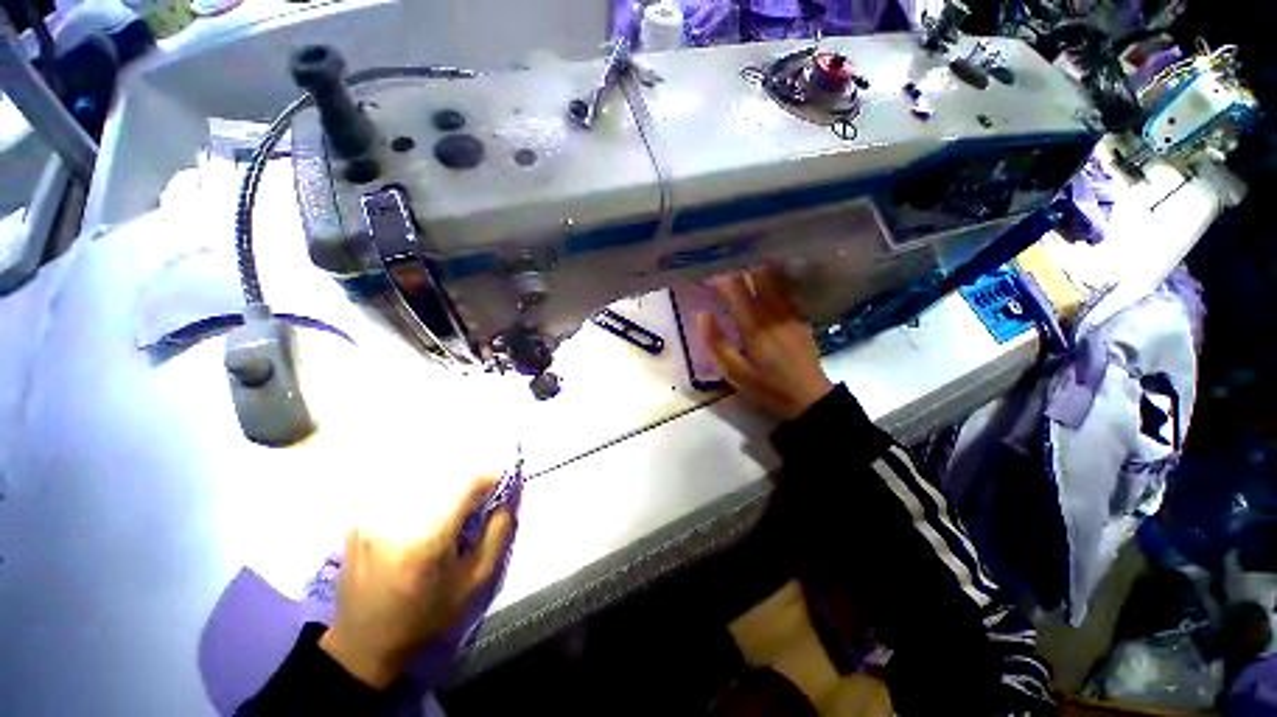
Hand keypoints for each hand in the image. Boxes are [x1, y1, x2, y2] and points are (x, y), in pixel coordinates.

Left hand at [319, 476, 513, 687]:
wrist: (363, 646)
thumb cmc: (427, 618)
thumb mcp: (476, 582)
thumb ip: (499, 531)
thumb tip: (510, 494)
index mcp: (426, 539)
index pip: (467, 484)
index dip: (491, 478)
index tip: (503, 486)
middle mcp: (395, 520)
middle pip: (446, 479)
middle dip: (469, 485)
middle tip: (479, 504)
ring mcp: (371, 518)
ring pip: (424, 483)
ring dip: (446, 489)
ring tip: (452, 513)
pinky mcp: (359, 520)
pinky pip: (402, 493)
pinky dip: (423, 497)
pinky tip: (424, 519)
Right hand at [698, 266, 833, 420]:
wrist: (808, 397)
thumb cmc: (766, 387)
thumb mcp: (735, 373)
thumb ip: (717, 344)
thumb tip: (703, 315)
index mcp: (754, 327)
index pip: (735, 292)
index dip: (721, 278)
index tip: (708, 271)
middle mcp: (772, 314)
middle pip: (756, 279)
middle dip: (739, 267)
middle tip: (725, 261)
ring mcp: (789, 313)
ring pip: (774, 280)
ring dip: (757, 268)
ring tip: (743, 260)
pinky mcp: (800, 317)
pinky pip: (787, 290)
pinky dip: (775, 277)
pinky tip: (769, 273)